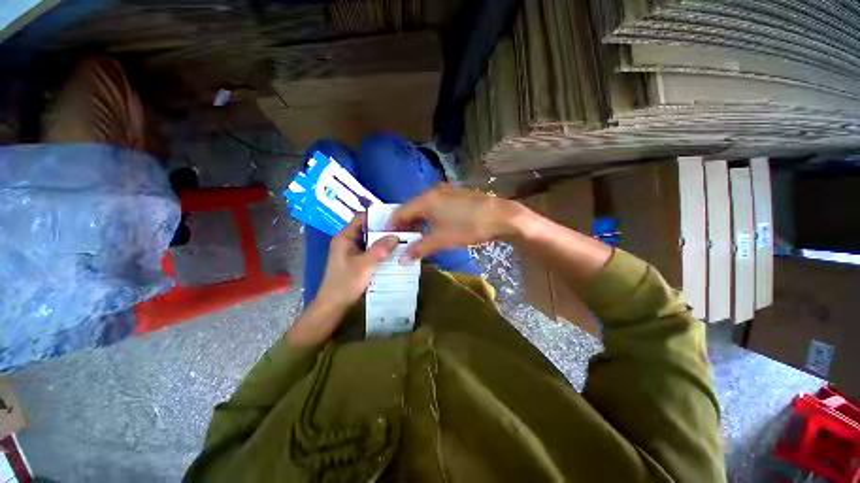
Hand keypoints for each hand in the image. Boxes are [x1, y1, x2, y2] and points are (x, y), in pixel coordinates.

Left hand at [315, 213, 399, 309]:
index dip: (378, 216)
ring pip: (371, 240)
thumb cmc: (345, 283)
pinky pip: (372, 251)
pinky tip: (395, 253)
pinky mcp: (357, 260)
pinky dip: (382, 251)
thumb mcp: (364, 265)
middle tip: (404, 230)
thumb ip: (380, 250)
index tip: (396, 217)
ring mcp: (353, 251)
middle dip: (385, 229)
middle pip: (368, 229)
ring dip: (384, 241)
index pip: (362, 218)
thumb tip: (396, 236)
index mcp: (345, 237)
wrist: (333, 306)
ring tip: (403, 240)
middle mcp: (349, 241)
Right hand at [388, 183, 522, 261]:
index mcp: (425, 200)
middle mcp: (432, 191)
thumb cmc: (467, 227)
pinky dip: (430, 217)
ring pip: (424, 207)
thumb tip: (402, 260)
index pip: (399, 212)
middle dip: (406, 226)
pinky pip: (436, 205)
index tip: (389, 240)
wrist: (500, 217)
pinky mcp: (455, 195)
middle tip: (404, 242)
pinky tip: (434, 228)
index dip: (392, 227)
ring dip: (419, 222)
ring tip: (417, 238)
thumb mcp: (441, 240)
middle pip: (411, 208)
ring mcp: (445, 191)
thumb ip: (419, 249)